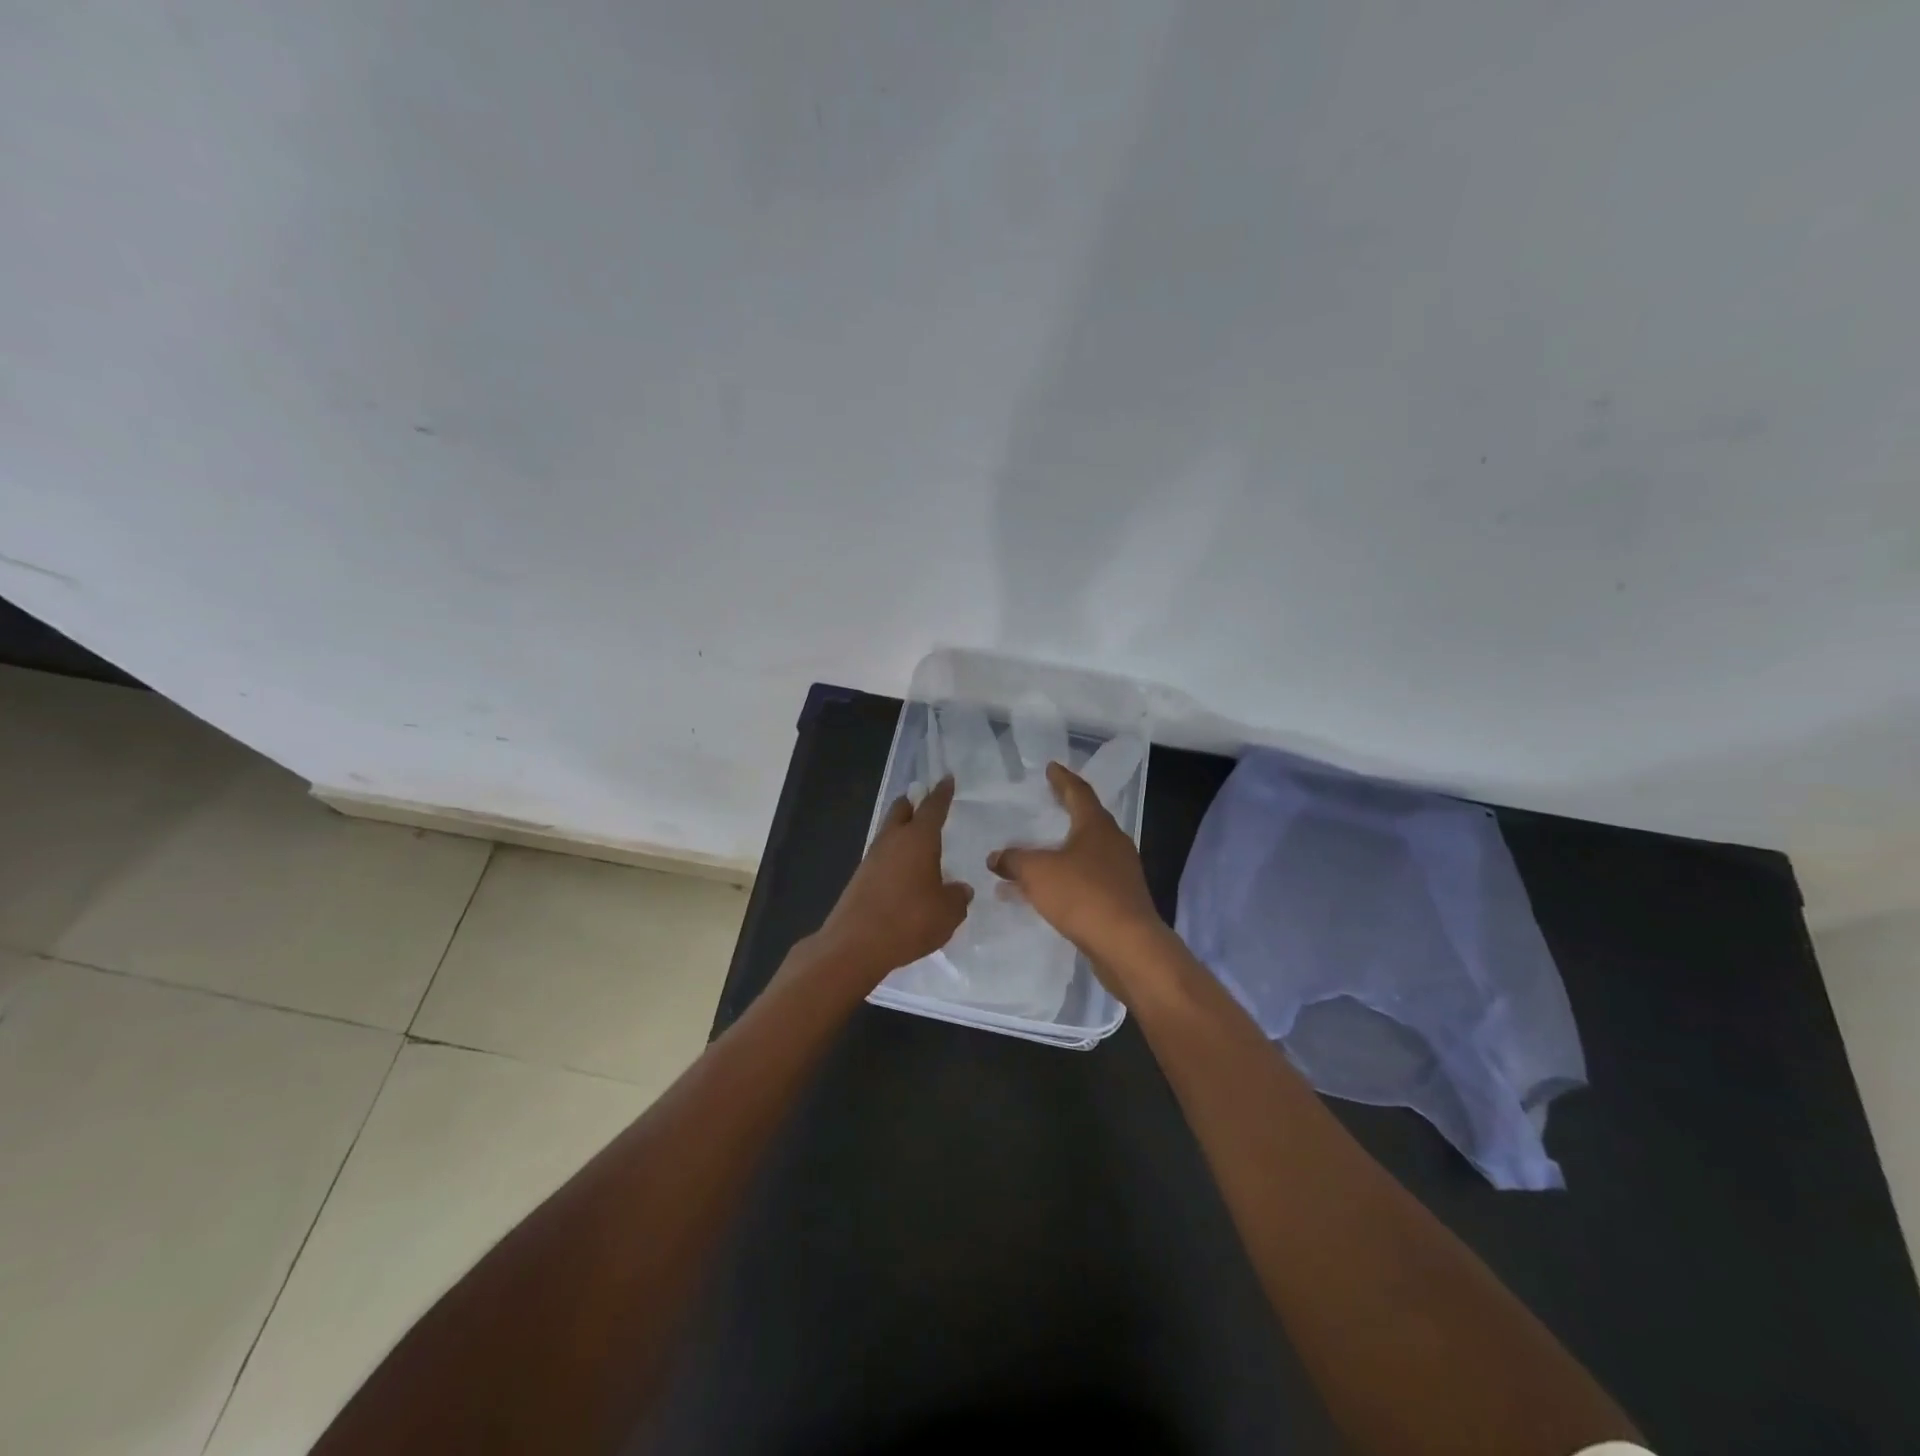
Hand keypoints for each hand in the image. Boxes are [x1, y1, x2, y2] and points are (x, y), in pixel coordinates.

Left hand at [813, 776, 972, 986]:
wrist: (855, 945)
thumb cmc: (909, 921)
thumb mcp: (948, 913)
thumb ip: (957, 897)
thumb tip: (959, 889)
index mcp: (918, 839)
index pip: (933, 807)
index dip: (942, 793)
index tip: (946, 779)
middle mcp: (893, 840)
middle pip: (902, 810)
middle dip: (914, 803)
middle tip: (927, 803)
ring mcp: (872, 858)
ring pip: (889, 832)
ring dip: (903, 830)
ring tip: (920, 840)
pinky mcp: (860, 878)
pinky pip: (882, 856)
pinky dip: (895, 856)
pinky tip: (904, 872)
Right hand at [987, 762, 1169, 988]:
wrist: (1127, 945)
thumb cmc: (1083, 896)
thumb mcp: (1037, 873)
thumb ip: (1014, 860)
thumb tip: (995, 857)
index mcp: (1096, 826)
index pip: (1078, 792)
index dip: (1062, 780)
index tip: (1052, 768)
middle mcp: (1113, 843)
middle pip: (1087, 820)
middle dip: (1066, 812)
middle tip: (1047, 804)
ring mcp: (1121, 872)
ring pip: (1086, 853)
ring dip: (1062, 851)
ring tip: (1038, 853)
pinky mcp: (1121, 899)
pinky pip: (1088, 879)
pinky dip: (1067, 878)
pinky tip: (1048, 892)